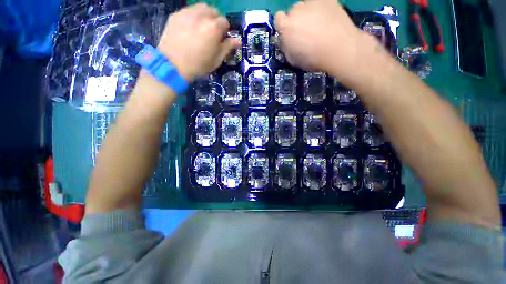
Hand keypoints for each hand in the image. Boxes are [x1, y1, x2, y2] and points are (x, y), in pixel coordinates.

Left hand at [157, 4, 239, 81]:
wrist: (173, 65)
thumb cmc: (199, 65)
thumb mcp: (217, 59)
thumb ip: (227, 47)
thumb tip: (238, 41)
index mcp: (214, 27)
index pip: (225, 22)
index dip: (225, 31)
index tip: (222, 38)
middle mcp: (202, 15)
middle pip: (213, 11)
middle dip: (216, 20)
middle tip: (212, 32)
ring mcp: (187, 13)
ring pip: (200, 8)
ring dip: (205, 15)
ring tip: (201, 28)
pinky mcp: (176, 15)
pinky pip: (188, 11)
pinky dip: (192, 17)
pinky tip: (190, 28)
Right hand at [275, 0, 379, 83]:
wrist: (339, 49)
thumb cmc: (313, 58)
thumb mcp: (293, 59)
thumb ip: (286, 47)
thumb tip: (286, 41)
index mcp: (286, 27)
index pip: (278, 19)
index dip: (283, 26)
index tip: (290, 33)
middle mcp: (296, 10)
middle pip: (292, 12)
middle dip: (296, 20)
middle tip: (306, 31)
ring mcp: (312, 2)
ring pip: (306, 6)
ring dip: (308, 14)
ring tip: (319, 25)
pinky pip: (320, 3)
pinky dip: (321, 10)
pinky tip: (328, 20)